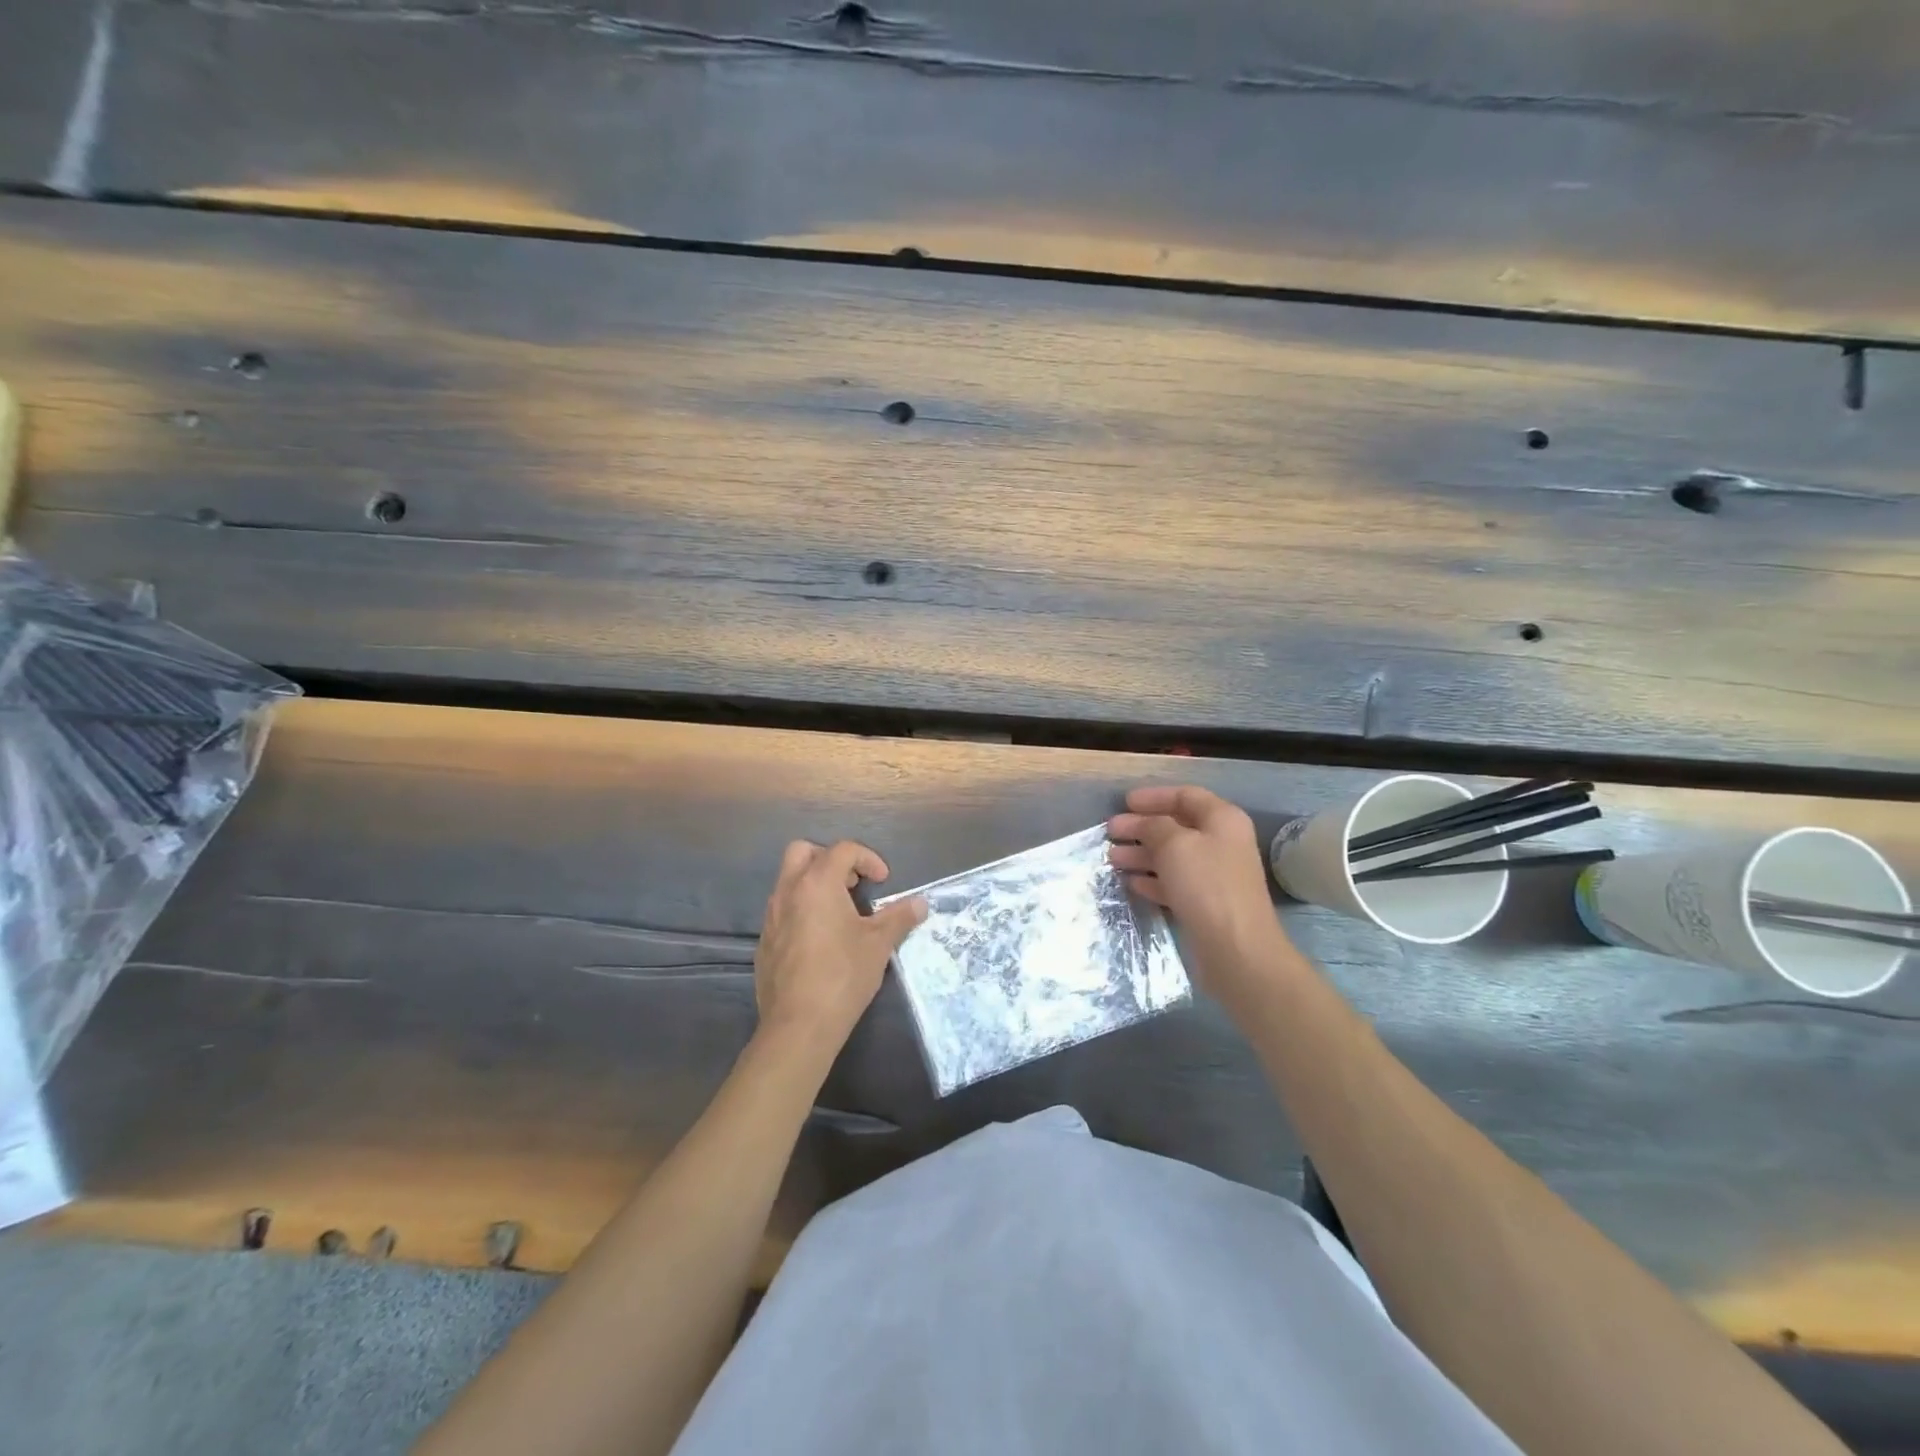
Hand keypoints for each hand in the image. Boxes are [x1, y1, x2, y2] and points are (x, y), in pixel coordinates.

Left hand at [754, 840, 926, 1056]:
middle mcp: (788, 891)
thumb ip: (899, 917)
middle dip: (830, 859)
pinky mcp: (764, 941)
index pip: (843, 850)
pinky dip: (802, 910)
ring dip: (815, 884)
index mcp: (817, 883)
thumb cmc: (843, 975)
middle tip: (852, 884)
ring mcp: (771, 917)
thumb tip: (920, 904)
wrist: (799, 1025)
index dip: (868, 859)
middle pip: (803, 852)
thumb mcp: (878, 944)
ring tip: (841, 913)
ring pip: (789, 881)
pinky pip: (782, 910)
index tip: (883, 881)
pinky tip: (821, 940)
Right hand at [1109, 786, 1291, 1005]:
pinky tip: (1131, 882)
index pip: (1186, 796)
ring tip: (1111, 858)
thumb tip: (1143, 823)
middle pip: (1176, 827)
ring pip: (1172, 856)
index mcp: (1222, 820)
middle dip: (1141, 827)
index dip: (1154, 796)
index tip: (1124, 802)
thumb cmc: (1206, 885)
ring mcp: (1214, 875)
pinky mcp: (1206, 903)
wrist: (1236, 949)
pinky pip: (1174, 882)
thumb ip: (1154, 825)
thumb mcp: (1174, 844)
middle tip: (1110, 831)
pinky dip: (1152, 879)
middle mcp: (1221, 843)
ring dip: (1141, 854)